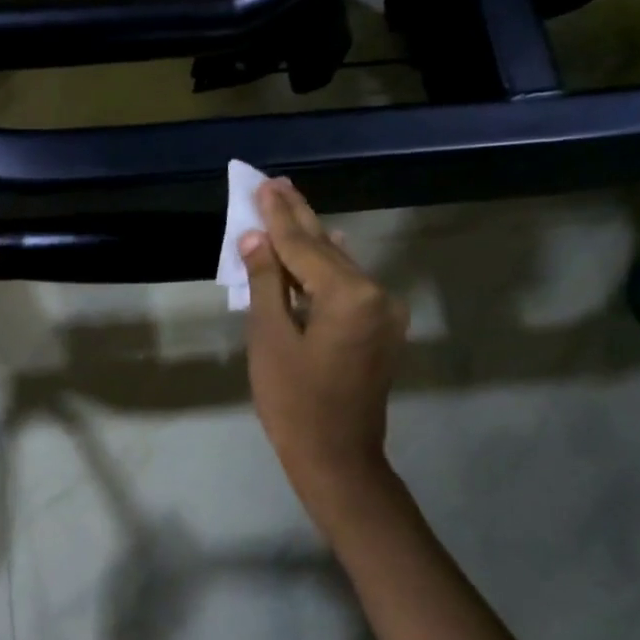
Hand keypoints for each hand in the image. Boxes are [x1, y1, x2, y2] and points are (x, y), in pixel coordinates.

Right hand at [240, 179, 408, 522]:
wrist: (336, 455)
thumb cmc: (292, 401)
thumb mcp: (269, 339)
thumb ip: (266, 283)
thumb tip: (255, 240)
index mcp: (349, 296)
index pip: (304, 245)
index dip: (278, 217)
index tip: (263, 185)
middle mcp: (376, 294)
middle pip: (327, 248)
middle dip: (298, 218)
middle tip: (276, 183)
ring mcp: (385, 312)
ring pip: (340, 266)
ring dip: (311, 240)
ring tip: (289, 206)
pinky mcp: (381, 328)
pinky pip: (349, 286)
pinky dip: (325, 268)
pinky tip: (322, 244)